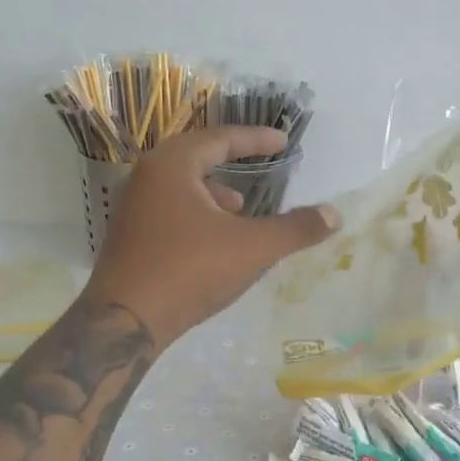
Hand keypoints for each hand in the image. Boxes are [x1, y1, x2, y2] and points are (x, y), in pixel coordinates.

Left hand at [83, 127, 338, 344]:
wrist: (124, 322)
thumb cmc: (190, 271)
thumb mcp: (252, 248)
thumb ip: (296, 228)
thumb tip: (335, 214)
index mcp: (172, 165)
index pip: (220, 138)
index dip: (256, 139)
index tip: (283, 142)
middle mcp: (146, 176)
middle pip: (197, 157)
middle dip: (233, 163)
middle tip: (263, 168)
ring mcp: (132, 207)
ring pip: (182, 185)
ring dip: (214, 192)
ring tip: (241, 210)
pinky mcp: (128, 236)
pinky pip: (170, 209)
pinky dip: (197, 214)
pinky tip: (213, 241)